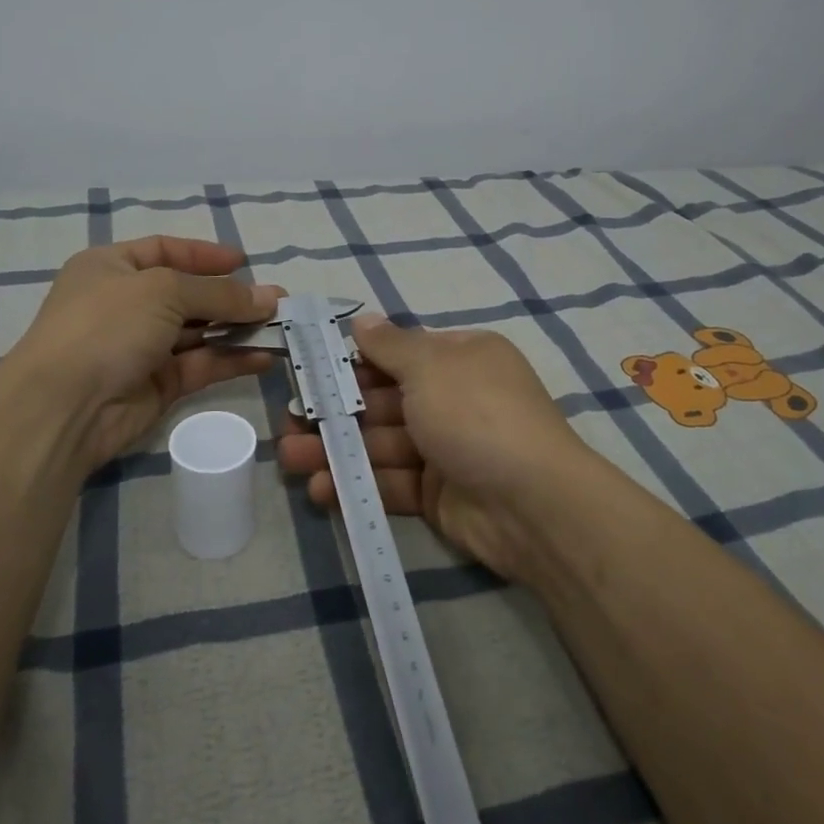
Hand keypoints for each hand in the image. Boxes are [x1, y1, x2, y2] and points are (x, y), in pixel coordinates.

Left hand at [10, 236, 283, 476]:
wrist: (65, 405)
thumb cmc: (107, 325)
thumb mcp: (164, 291)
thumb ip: (219, 293)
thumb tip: (269, 297)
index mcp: (112, 267)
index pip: (165, 250)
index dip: (204, 255)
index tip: (244, 262)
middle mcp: (126, 304)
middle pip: (187, 293)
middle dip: (231, 297)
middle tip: (277, 301)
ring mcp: (141, 346)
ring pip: (198, 332)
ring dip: (237, 328)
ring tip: (280, 327)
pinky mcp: (156, 384)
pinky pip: (201, 365)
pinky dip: (231, 360)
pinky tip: (264, 357)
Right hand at [277, 315, 587, 581]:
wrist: (533, 504)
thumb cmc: (476, 415)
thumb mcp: (431, 366)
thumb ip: (391, 345)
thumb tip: (362, 319)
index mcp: (460, 360)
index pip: (399, 356)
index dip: (354, 364)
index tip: (311, 373)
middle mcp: (453, 400)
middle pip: (384, 402)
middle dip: (336, 412)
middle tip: (289, 421)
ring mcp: (446, 450)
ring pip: (381, 445)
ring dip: (337, 450)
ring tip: (291, 458)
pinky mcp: (439, 495)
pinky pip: (392, 483)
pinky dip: (358, 485)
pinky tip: (321, 490)